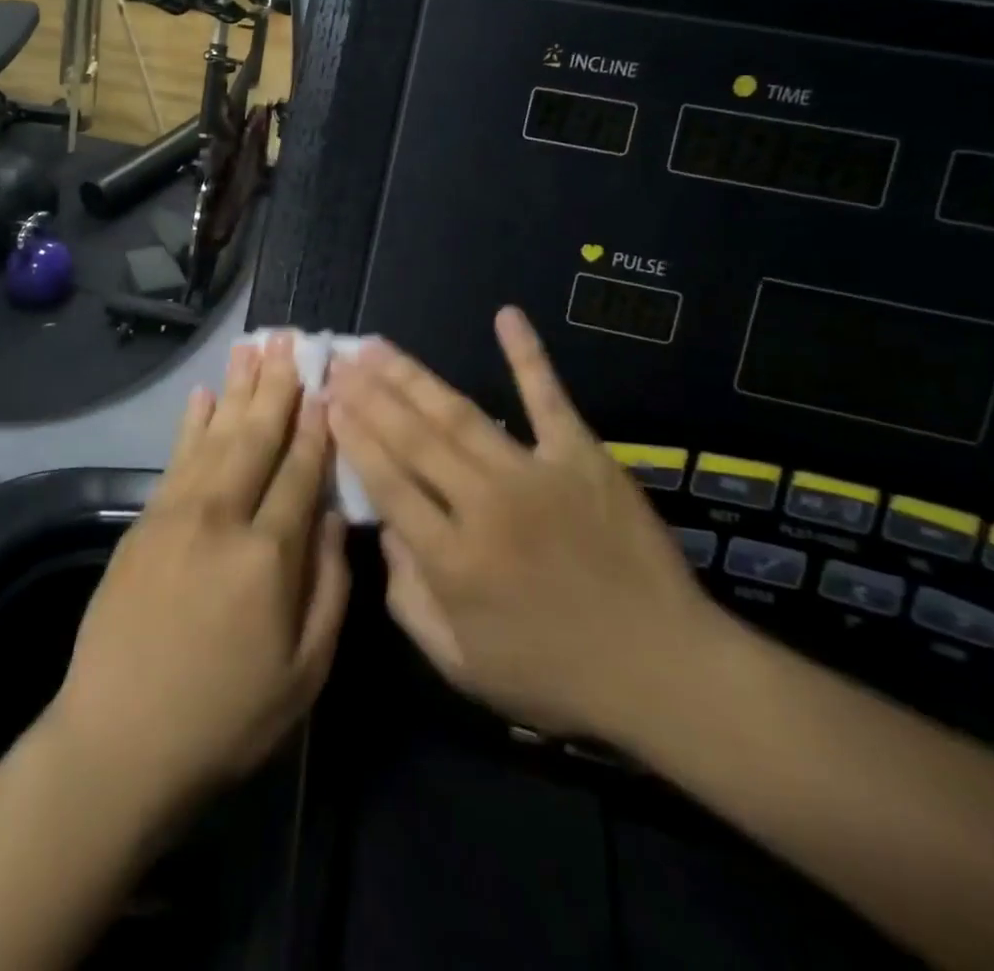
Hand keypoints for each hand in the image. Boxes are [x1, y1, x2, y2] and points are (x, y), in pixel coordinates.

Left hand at [47, 334, 349, 814]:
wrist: (119, 741)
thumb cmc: (226, 718)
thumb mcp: (304, 673)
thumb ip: (328, 587)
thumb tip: (332, 517)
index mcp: (269, 556)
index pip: (301, 472)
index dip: (318, 425)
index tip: (328, 383)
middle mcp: (222, 518)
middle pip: (257, 437)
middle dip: (277, 386)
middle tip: (290, 338)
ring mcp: (176, 514)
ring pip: (216, 436)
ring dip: (237, 388)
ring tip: (253, 347)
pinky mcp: (144, 522)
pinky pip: (175, 459)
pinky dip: (192, 423)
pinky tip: (203, 395)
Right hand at [327, 307, 721, 745]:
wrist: (664, 671)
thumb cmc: (556, 676)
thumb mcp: (463, 664)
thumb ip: (410, 600)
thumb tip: (385, 533)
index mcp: (453, 560)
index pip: (388, 483)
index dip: (354, 438)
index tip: (329, 401)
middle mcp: (485, 507)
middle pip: (413, 439)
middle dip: (369, 395)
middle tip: (339, 360)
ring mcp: (535, 475)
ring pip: (460, 414)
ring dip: (413, 377)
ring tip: (377, 346)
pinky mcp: (582, 458)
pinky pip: (549, 399)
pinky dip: (527, 356)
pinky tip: (506, 316)